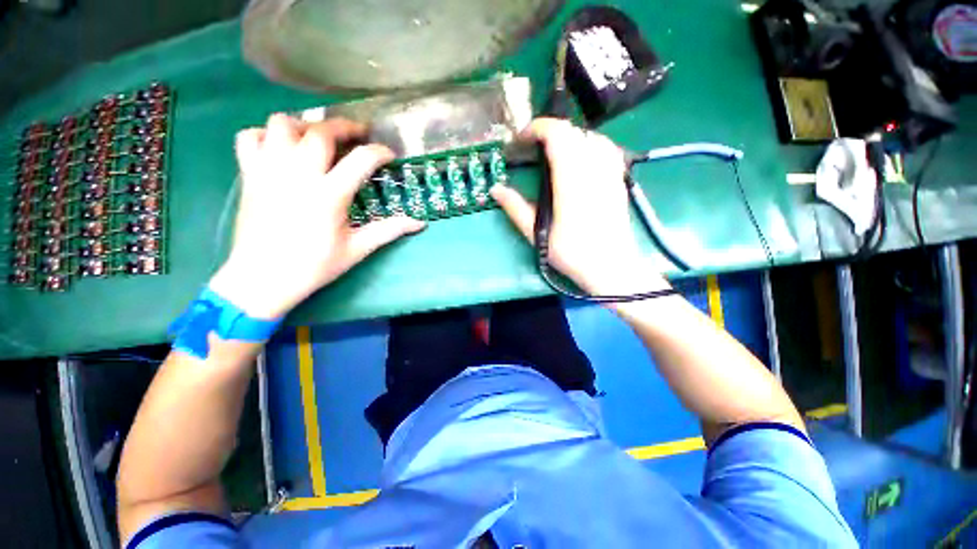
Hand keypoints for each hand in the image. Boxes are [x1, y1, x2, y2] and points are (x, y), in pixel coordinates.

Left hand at [209, 113, 425, 318]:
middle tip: (358, 135)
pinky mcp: (249, 174)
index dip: (379, 152)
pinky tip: (280, 149)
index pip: (361, 159)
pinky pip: (250, 136)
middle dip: (345, 127)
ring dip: (304, 125)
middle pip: (321, 131)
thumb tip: (420, 223)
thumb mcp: (357, 249)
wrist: (262, 278)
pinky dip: (266, 134)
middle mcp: (298, 173)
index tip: (388, 155)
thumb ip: (389, 230)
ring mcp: (269, 170)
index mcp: (329, 194)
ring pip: (282, 124)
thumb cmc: (314, 265)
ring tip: (317, 138)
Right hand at [491, 118, 667, 295]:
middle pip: (573, 131)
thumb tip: (496, 190)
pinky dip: (589, 144)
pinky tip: (581, 159)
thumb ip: (516, 209)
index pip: (557, 135)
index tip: (521, 140)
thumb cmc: (572, 253)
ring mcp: (610, 172)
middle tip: (533, 147)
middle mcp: (593, 168)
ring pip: (591, 136)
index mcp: (571, 180)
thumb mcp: (537, 234)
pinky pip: (606, 148)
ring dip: (570, 136)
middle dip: (550, 131)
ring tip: (555, 152)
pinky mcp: (619, 180)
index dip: (537, 128)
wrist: (610, 267)